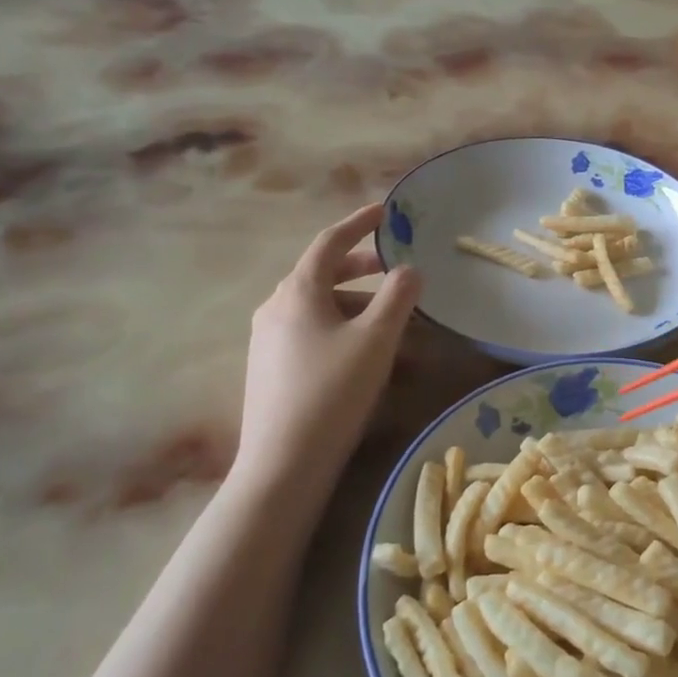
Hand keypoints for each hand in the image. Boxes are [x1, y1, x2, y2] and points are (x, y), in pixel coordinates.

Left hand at [233, 204, 420, 495]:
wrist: (283, 464)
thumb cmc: (333, 391)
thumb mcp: (376, 339)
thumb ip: (397, 297)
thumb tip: (409, 269)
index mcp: (298, 291)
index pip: (330, 242)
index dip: (359, 223)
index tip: (384, 212)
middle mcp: (276, 307)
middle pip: (322, 274)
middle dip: (361, 267)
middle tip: (394, 269)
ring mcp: (268, 339)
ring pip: (319, 307)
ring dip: (357, 305)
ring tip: (393, 323)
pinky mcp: (270, 368)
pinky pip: (311, 333)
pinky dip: (342, 330)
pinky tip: (366, 356)